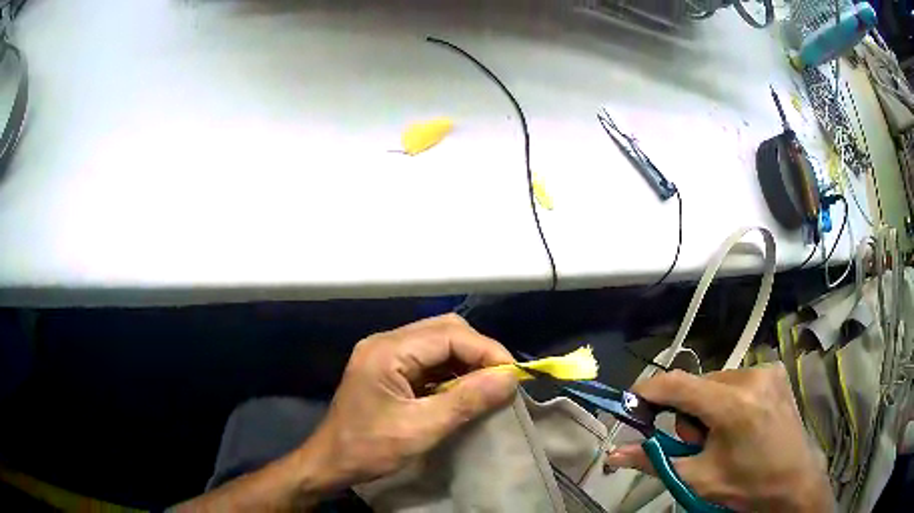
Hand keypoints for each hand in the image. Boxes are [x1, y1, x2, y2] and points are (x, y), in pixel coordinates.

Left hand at [176, 315, 516, 511]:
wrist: (331, 463)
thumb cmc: (369, 448)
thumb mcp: (421, 429)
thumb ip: (466, 401)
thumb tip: (510, 378)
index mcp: (388, 350)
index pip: (449, 334)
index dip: (487, 351)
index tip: (513, 375)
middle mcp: (385, 342)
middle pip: (445, 330)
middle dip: (478, 352)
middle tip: (501, 380)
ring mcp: (384, 353)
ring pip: (438, 342)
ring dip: (466, 361)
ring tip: (488, 386)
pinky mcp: (387, 367)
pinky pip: (428, 358)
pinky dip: (451, 371)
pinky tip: (463, 390)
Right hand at [605, 364, 832, 512]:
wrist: (793, 481)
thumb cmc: (746, 485)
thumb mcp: (698, 478)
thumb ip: (655, 461)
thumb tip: (614, 453)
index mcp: (732, 405)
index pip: (677, 385)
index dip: (647, 392)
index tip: (630, 406)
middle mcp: (751, 376)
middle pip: (698, 384)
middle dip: (686, 412)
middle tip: (695, 443)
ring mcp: (766, 370)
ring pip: (716, 381)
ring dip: (707, 405)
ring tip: (722, 434)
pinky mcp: (775, 371)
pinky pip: (736, 379)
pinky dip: (727, 398)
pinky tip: (740, 421)